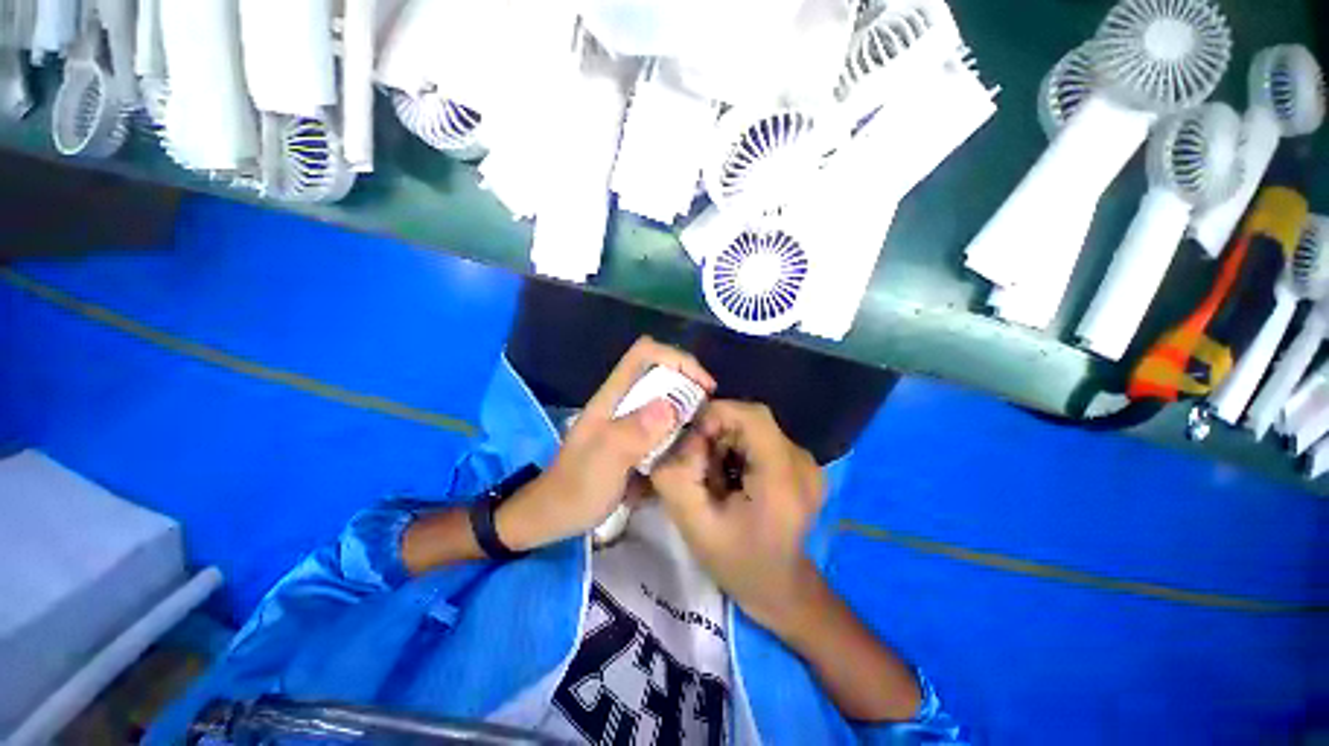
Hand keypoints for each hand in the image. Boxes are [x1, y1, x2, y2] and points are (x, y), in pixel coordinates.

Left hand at [498, 337, 715, 549]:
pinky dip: (681, 430)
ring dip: (688, 409)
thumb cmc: (574, 488)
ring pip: (667, 398)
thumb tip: (671, 406)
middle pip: (662, 373)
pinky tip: (688, 450)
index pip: (646, 353)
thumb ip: (632, 433)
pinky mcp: (636, 438)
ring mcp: (630, 420)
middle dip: (690, 385)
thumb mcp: (603, 461)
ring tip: (703, 432)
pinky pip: (666, 424)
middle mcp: (624, 401)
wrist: (554, 516)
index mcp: (613, 396)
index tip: (704, 386)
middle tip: (708, 414)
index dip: (678, 359)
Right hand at [652, 401, 824, 630]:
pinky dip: (739, 448)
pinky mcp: (802, 464)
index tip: (691, 441)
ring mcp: (807, 462)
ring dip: (726, 441)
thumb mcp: (693, 524)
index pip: (752, 416)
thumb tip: (677, 437)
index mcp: (782, 479)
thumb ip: (675, 476)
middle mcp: (803, 462)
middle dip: (717, 432)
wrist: (780, 589)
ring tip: (715, 475)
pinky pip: (762, 438)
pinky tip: (732, 476)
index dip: (716, 416)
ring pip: (754, 427)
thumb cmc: (737, 563)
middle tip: (697, 463)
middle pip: (751, 420)